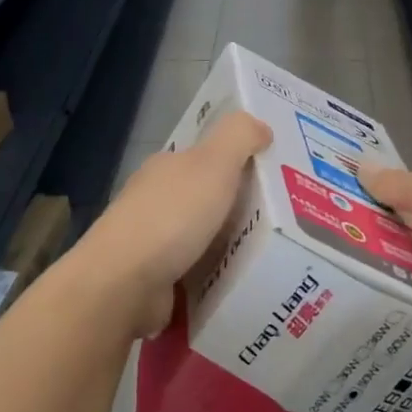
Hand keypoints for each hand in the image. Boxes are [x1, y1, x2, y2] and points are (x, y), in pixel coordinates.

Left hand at [75, 111, 271, 338]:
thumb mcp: (213, 163)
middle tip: (286, 220)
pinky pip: (195, 273)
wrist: (124, 284)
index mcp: (166, 169)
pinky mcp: (156, 281)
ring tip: (274, 255)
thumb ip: (238, 137)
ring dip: (228, 245)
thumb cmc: (171, 218)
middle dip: (238, 207)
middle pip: (205, 199)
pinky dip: (215, 276)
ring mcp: (152, 244)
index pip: (204, 158)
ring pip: (201, 238)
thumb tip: (261, 126)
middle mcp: (155, 201)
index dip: (237, 162)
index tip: (275, 175)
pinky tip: (242, 284)